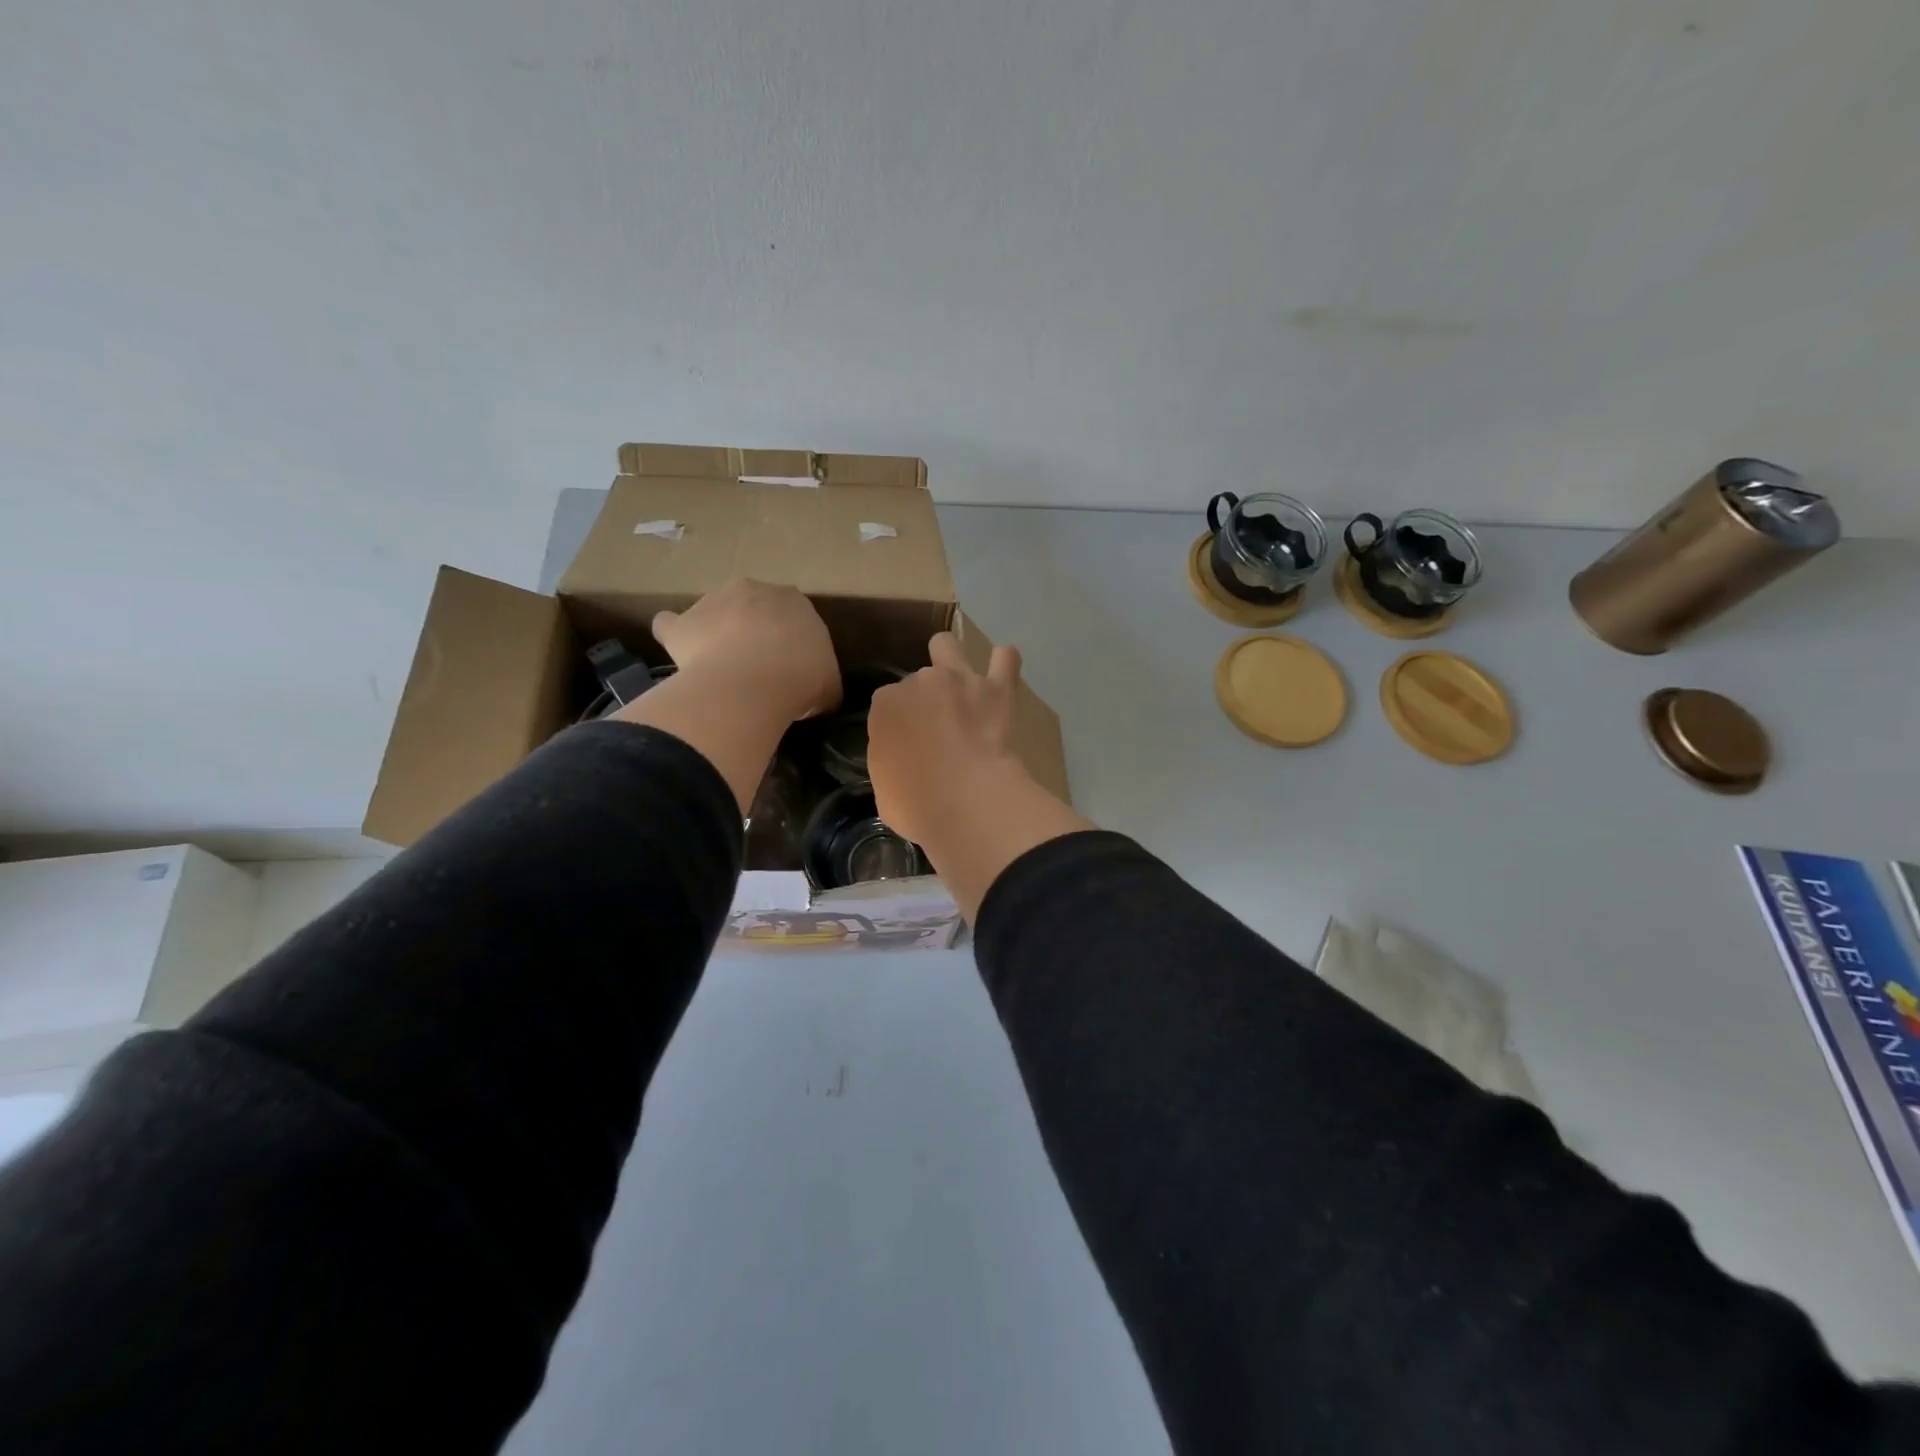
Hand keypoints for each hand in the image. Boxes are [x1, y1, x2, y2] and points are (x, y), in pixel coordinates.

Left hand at [650, 579, 840, 722]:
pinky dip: (675, 637)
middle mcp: (754, 590)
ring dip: (717, 633)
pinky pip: (671, 626)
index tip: (790, 668)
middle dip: (754, 631)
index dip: (790, 643)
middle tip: (758, 668)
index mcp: (795, 601)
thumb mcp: (828, 686)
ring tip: (721, 669)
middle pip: (752, 608)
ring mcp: (713, 602)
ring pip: (715, 614)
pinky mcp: (682, 623)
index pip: (793, 617)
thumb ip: (822, 682)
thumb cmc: (801, 679)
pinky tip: (679, 655)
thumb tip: (817, 695)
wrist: (753, 684)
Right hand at [866, 632, 1027, 846]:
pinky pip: (1006, 658)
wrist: (967, 801)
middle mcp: (918, 681)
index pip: (887, 705)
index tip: (909, 746)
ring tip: (961, 685)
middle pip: (917, 680)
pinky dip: (1004, 663)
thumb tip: (903, 757)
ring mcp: (959, 679)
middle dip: (925, 698)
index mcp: (885, 705)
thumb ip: (890, 760)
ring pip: (947, 645)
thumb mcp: (885, 788)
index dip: (899, 724)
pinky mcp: (997, 688)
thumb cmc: (917, 805)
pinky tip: (1003, 674)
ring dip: (951, 660)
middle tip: (938, 727)